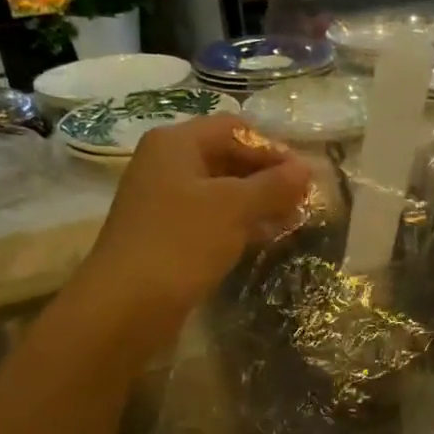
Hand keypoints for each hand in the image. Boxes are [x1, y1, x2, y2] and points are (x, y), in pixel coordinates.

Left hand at [79, 114, 310, 320]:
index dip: (272, 148)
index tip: (304, 176)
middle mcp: (166, 164)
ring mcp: (164, 201)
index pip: (234, 129)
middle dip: (267, 176)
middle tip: (302, 200)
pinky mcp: (167, 234)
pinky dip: (239, 223)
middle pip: (227, 157)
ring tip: (292, 220)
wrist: (127, 304)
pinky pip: (211, 218)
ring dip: (257, 202)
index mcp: (176, 143)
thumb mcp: (236, 207)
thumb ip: (274, 184)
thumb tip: (307, 168)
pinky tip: (265, 239)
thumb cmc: (182, 241)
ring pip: (221, 190)